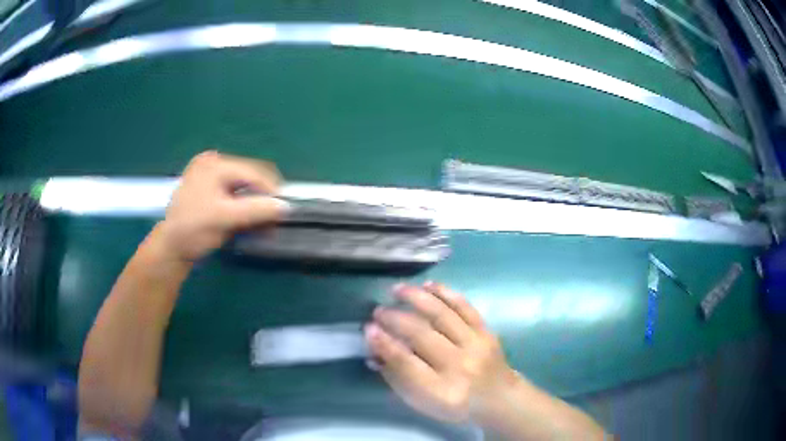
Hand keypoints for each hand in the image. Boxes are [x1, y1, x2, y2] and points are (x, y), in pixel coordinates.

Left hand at [157, 151, 287, 261]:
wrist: (171, 249)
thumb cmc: (194, 230)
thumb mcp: (225, 218)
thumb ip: (255, 210)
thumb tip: (286, 206)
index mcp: (214, 164)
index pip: (252, 172)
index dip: (271, 191)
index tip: (284, 210)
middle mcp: (212, 164)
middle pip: (248, 177)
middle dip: (262, 198)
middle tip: (273, 219)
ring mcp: (209, 176)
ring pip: (242, 186)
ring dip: (255, 203)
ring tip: (263, 221)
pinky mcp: (208, 189)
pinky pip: (233, 193)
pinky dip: (244, 205)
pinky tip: (249, 219)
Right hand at [365, 282, 516, 423]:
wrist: (498, 398)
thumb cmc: (455, 404)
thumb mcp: (422, 402)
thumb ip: (397, 377)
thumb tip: (375, 351)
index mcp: (441, 391)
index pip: (408, 364)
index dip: (386, 345)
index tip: (369, 328)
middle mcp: (460, 366)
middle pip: (423, 336)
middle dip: (396, 319)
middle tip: (378, 310)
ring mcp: (476, 346)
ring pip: (444, 315)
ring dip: (418, 299)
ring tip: (398, 289)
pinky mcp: (486, 332)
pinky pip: (465, 307)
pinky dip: (446, 294)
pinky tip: (428, 285)